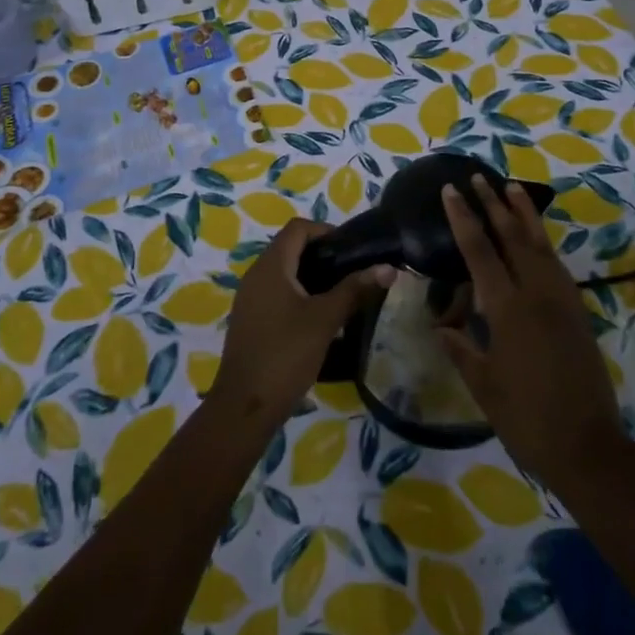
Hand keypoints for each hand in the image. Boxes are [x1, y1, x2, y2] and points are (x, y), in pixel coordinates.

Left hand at [209, 218, 393, 429]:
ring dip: (311, 277)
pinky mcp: (250, 320)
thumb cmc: (286, 354)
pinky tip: (318, 319)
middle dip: (322, 255)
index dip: (325, 230)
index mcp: (271, 266)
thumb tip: (388, 268)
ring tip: (341, 295)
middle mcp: (256, 275)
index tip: (351, 249)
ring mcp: (249, 299)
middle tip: (351, 272)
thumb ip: (355, 290)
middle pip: (290, 248)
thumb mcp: (325, 319)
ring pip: (284, 273)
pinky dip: (298, 296)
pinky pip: (276, 294)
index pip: (298, 228)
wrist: (245, 407)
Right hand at [439, 179, 629, 484]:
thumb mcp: (483, 386)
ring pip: (540, 244)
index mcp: (508, 309)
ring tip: (511, 187)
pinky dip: (542, 241)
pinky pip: (556, 264)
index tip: (451, 191)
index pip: (480, 250)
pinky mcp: (577, 311)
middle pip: (513, 236)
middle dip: (493, 204)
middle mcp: (536, 294)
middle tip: (478, 177)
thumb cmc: (527, 418)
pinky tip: (536, 236)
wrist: (588, 447)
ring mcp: (561, 300)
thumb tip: (441, 327)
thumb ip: (461, 349)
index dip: (463, 218)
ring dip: (524, 214)